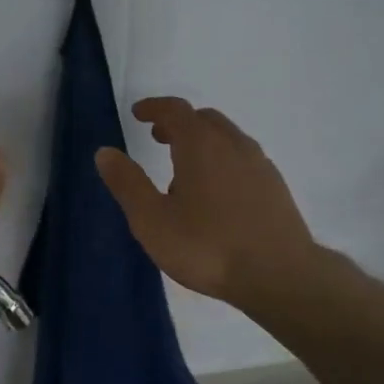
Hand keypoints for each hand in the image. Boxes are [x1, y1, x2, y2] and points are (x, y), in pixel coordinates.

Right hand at [95, 98, 317, 305]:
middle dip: (179, 124)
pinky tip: (216, 195)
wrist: (279, 275)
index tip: (138, 114)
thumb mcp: (152, 220)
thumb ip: (127, 183)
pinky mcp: (275, 187)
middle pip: (204, 120)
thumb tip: (105, 152)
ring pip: (227, 139)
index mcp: (201, 145)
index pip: (175, 110)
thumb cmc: (207, 247)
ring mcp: (259, 165)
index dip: (154, 107)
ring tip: (183, 173)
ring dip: (202, 143)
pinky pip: (243, 159)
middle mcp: (233, 145)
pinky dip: (223, 161)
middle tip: (158, 138)